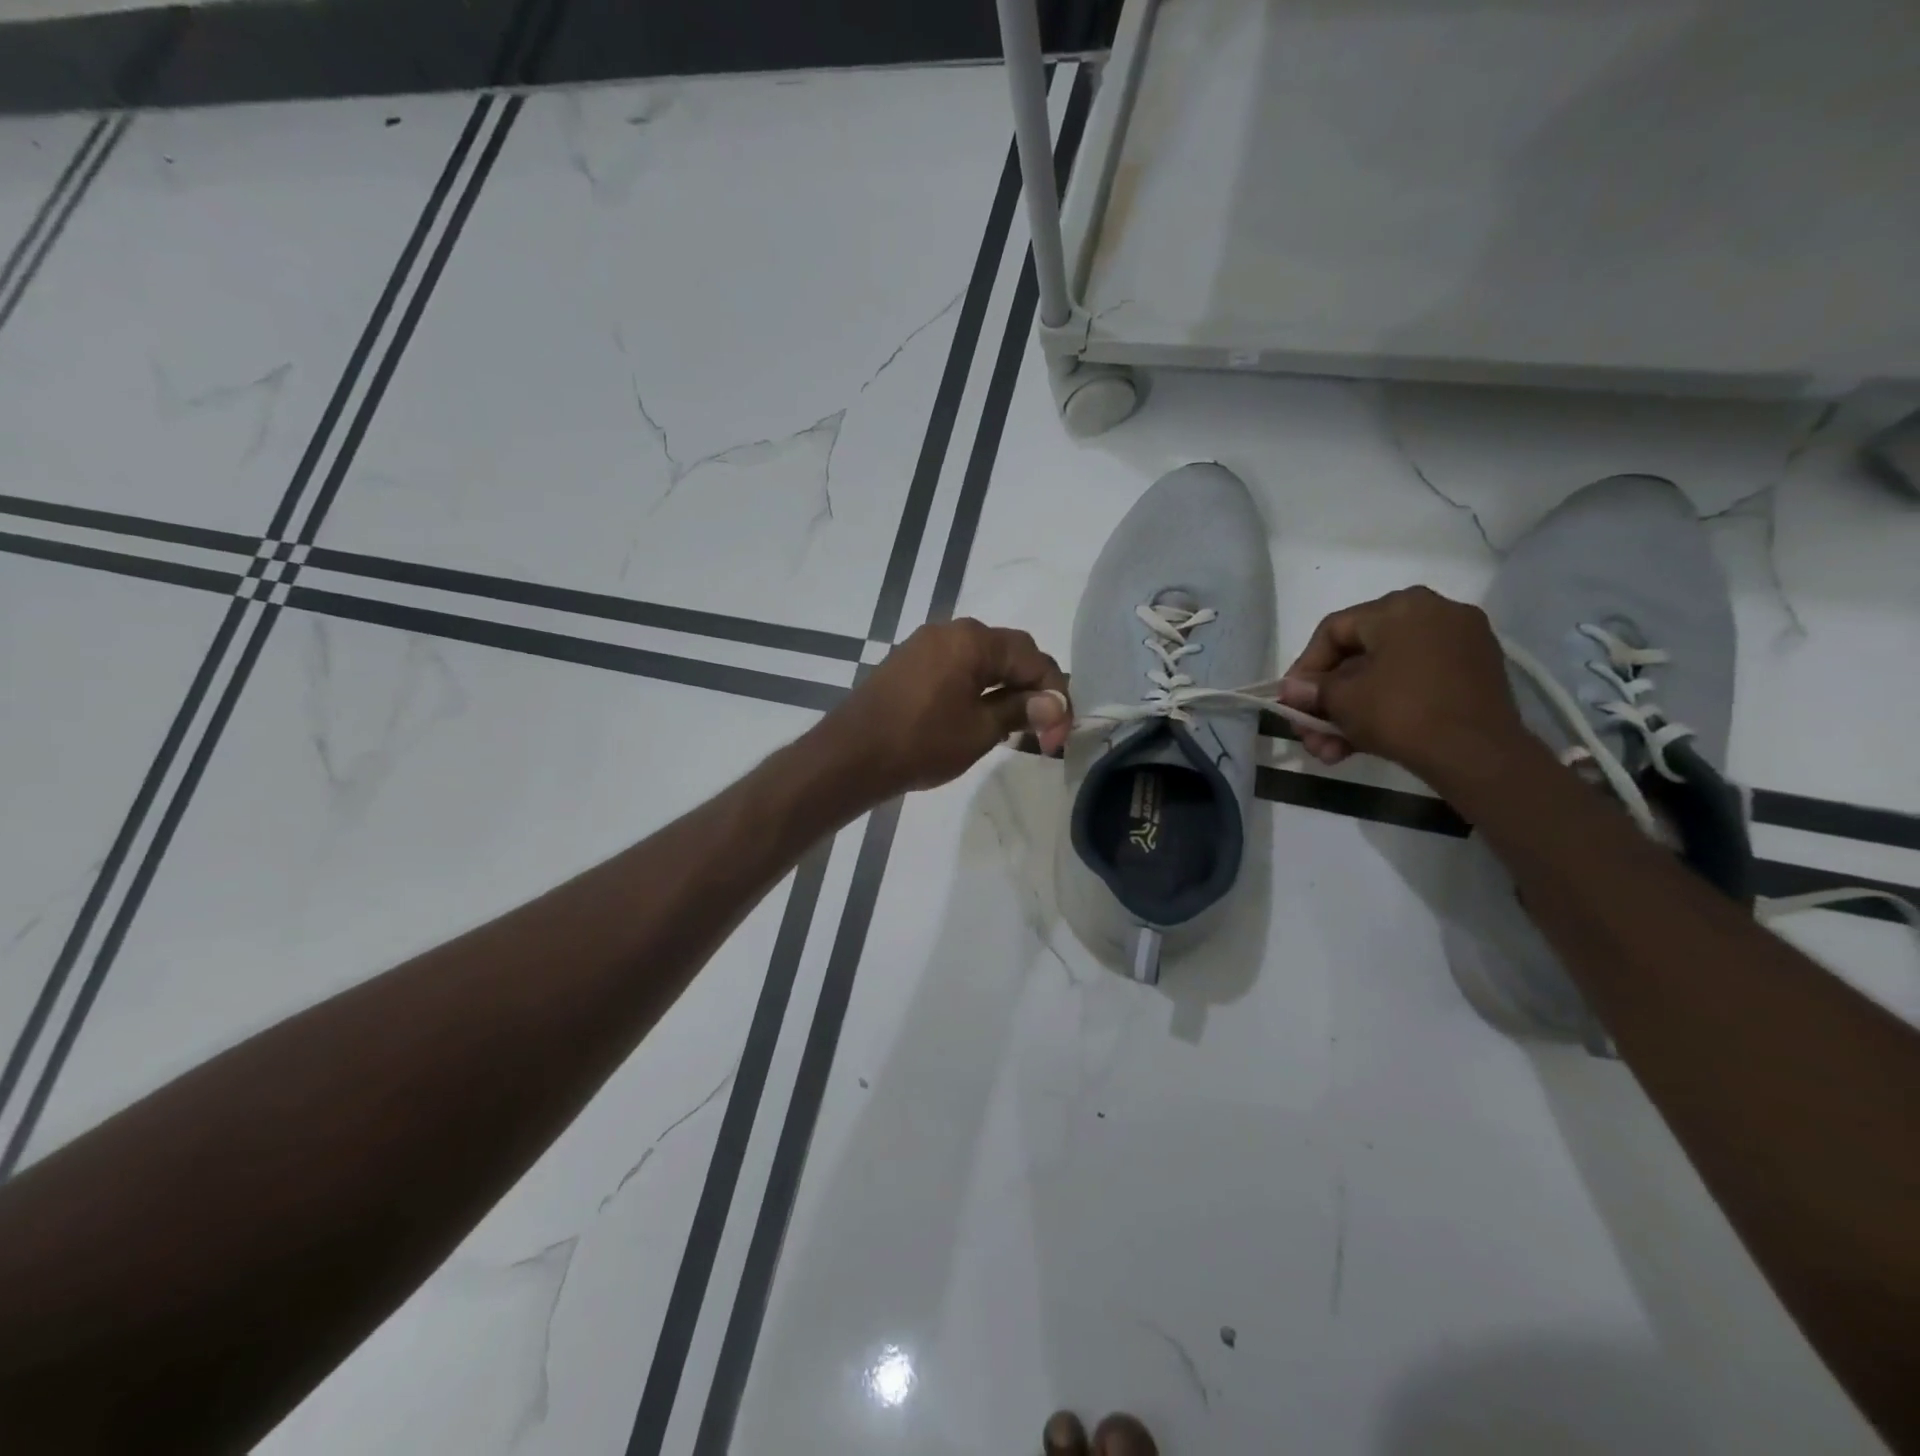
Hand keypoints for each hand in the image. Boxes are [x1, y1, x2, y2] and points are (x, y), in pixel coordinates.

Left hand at [817, 619, 1070, 799]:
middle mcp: (949, 631)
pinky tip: (981, 716)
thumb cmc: (920, 743)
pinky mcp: (908, 663)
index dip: (1054, 695)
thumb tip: (1055, 703)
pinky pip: (956, 668)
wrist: (850, 756)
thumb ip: (1021, 709)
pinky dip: (978, 688)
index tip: (1059, 735)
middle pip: (1008, 653)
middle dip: (1032, 689)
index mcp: (972, 640)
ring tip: (1016, 727)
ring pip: (982, 661)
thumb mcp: (980, 730)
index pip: (1032, 657)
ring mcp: (924, 645)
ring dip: (1005, 688)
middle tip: (1043, 730)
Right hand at [1276, 586, 1525, 781]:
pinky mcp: (1476, 674)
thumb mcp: (1342, 701)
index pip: (1334, 631)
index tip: (1290, 701)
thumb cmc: (1402, 713)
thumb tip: (1291, 689)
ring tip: (1331, 753)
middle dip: (1328, 701)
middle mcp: (1434, 613)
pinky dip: (1387, 709)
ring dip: (1352, 713)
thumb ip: (1312, 690)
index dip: (1304, 668)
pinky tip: (1361, 744)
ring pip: (1386, 676)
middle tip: (1309, 734)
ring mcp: (1461, 644)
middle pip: (1360, 657)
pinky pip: (1416, 684)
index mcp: (1400, 607)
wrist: (1479, 755)